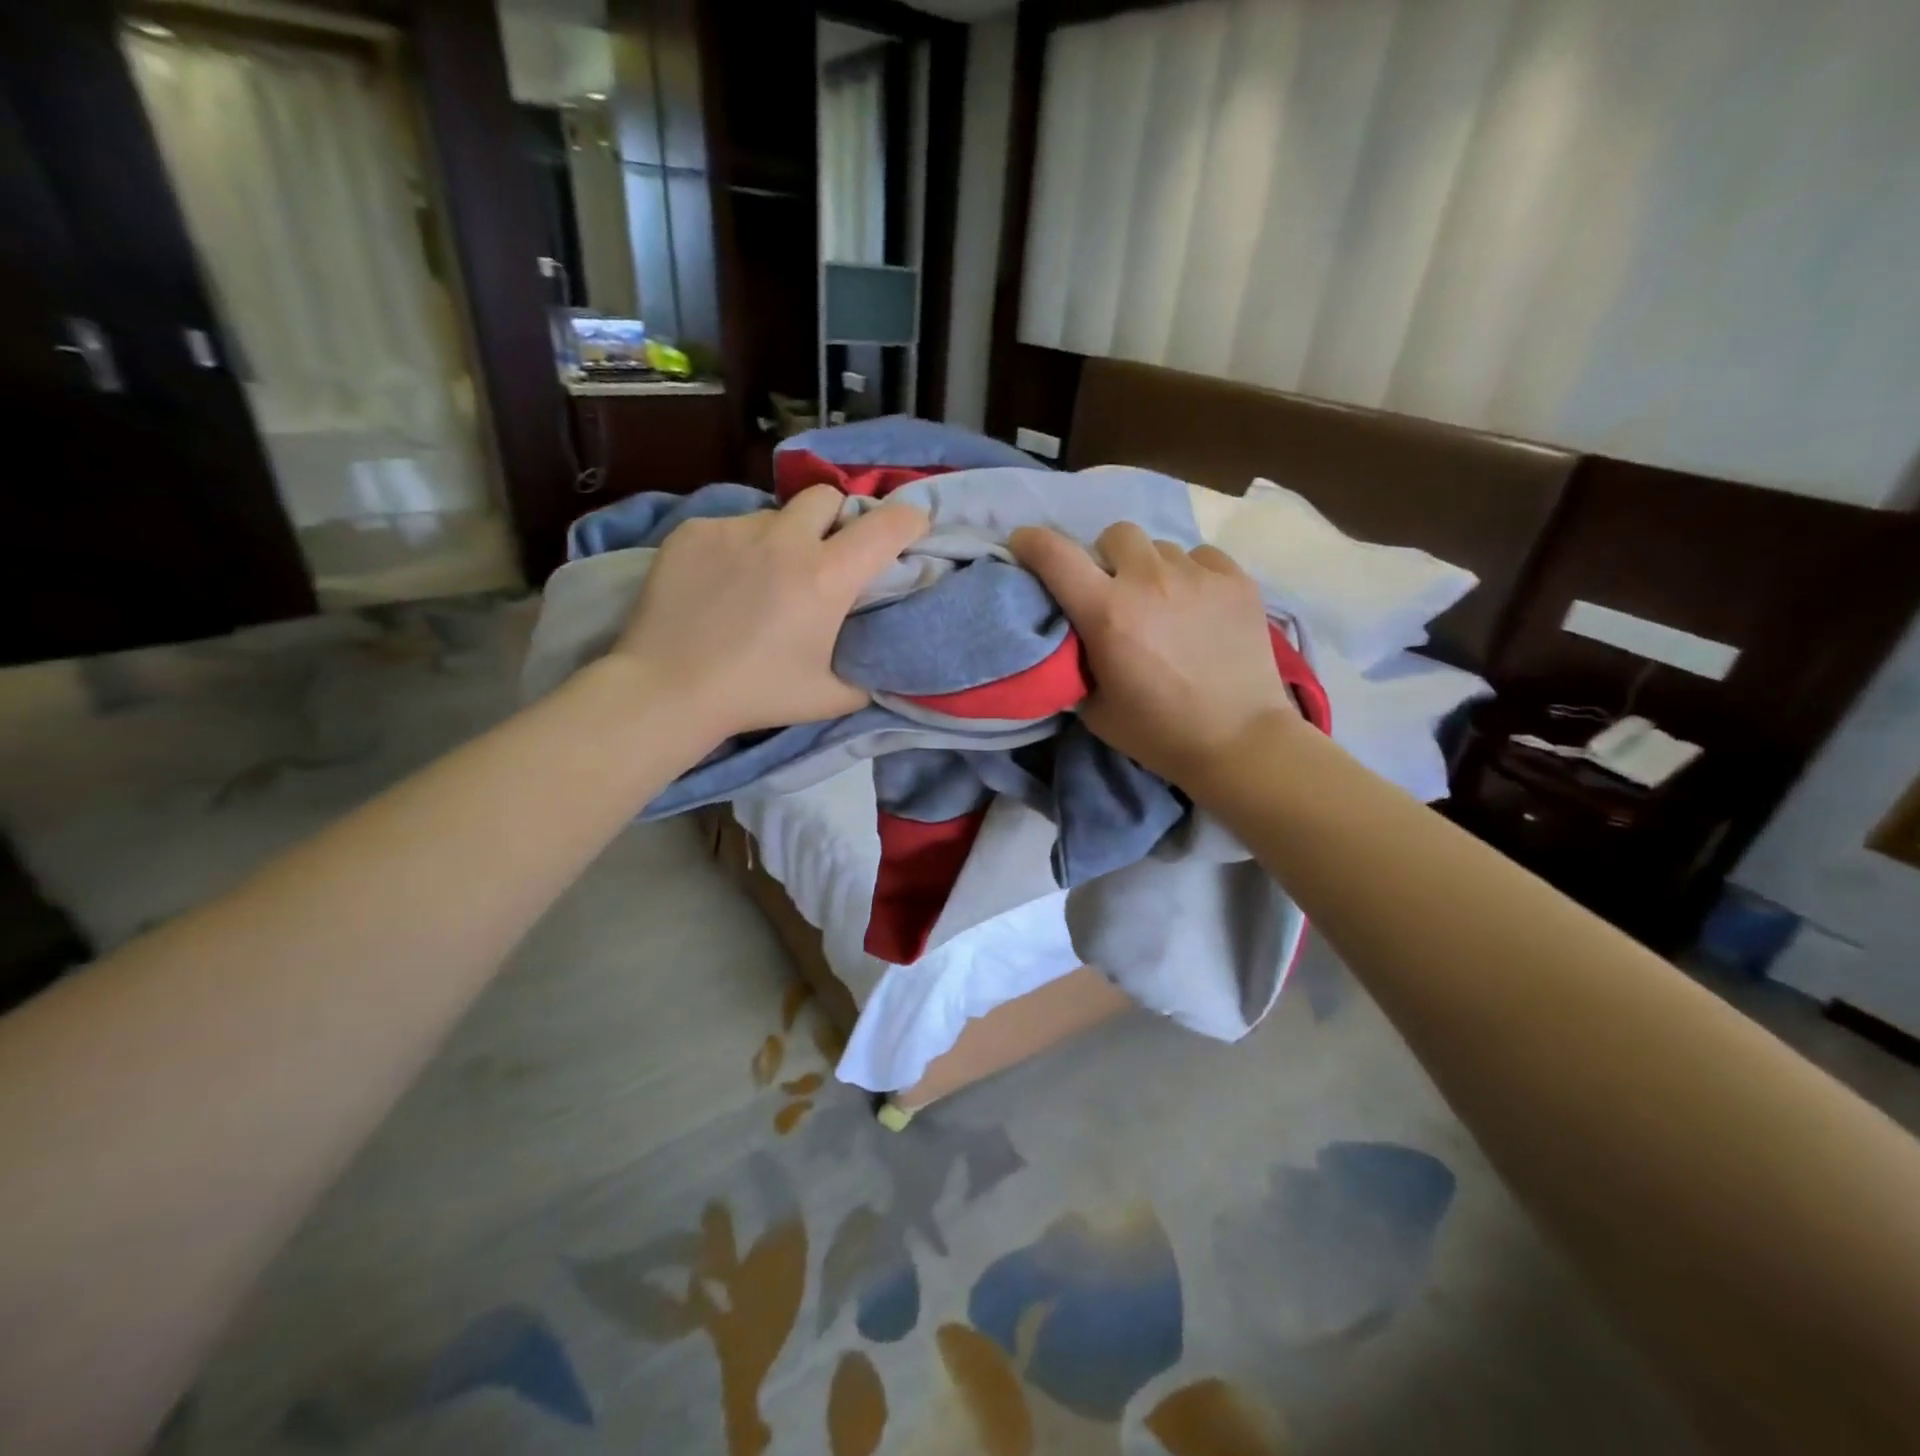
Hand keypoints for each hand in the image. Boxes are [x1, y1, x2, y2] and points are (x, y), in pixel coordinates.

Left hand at [614, 485, 927, 739]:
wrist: (667, 689)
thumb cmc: (756, 695)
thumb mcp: (830, 697)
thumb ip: (868, 673)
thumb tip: (884, 659)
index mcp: (827, 577)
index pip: (886, 526)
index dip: (909, 519)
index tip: (912, 526)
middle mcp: (786, 540)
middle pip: (827, 497)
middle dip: (836, 518)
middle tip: (826, 554)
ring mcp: (735, 529)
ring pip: (775, 515)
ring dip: (783, 538)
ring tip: (763, 577)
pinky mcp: (694, 531)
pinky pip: (731, 527)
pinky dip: (739, 548)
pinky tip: (722, 584)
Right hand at [1009, 522, 1296, 788]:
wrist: (1238, 742)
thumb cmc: (1158, 733)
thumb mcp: (1094, 708)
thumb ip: (1075, 661)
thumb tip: (1071, 635)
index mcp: (1107, 613)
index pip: (1056, 555)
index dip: (1032, 543)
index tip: (1025, 545)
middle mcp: (1150, 580)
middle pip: (1115, 535)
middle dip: (1106, 558)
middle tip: (1114, 590)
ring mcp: (1198, 575)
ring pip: (1161, 547)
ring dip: (1151, 569)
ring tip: (1163, 604)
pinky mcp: (1237, 580)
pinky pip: (1201, 556)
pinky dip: (1191, 575)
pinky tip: (1199, 607)